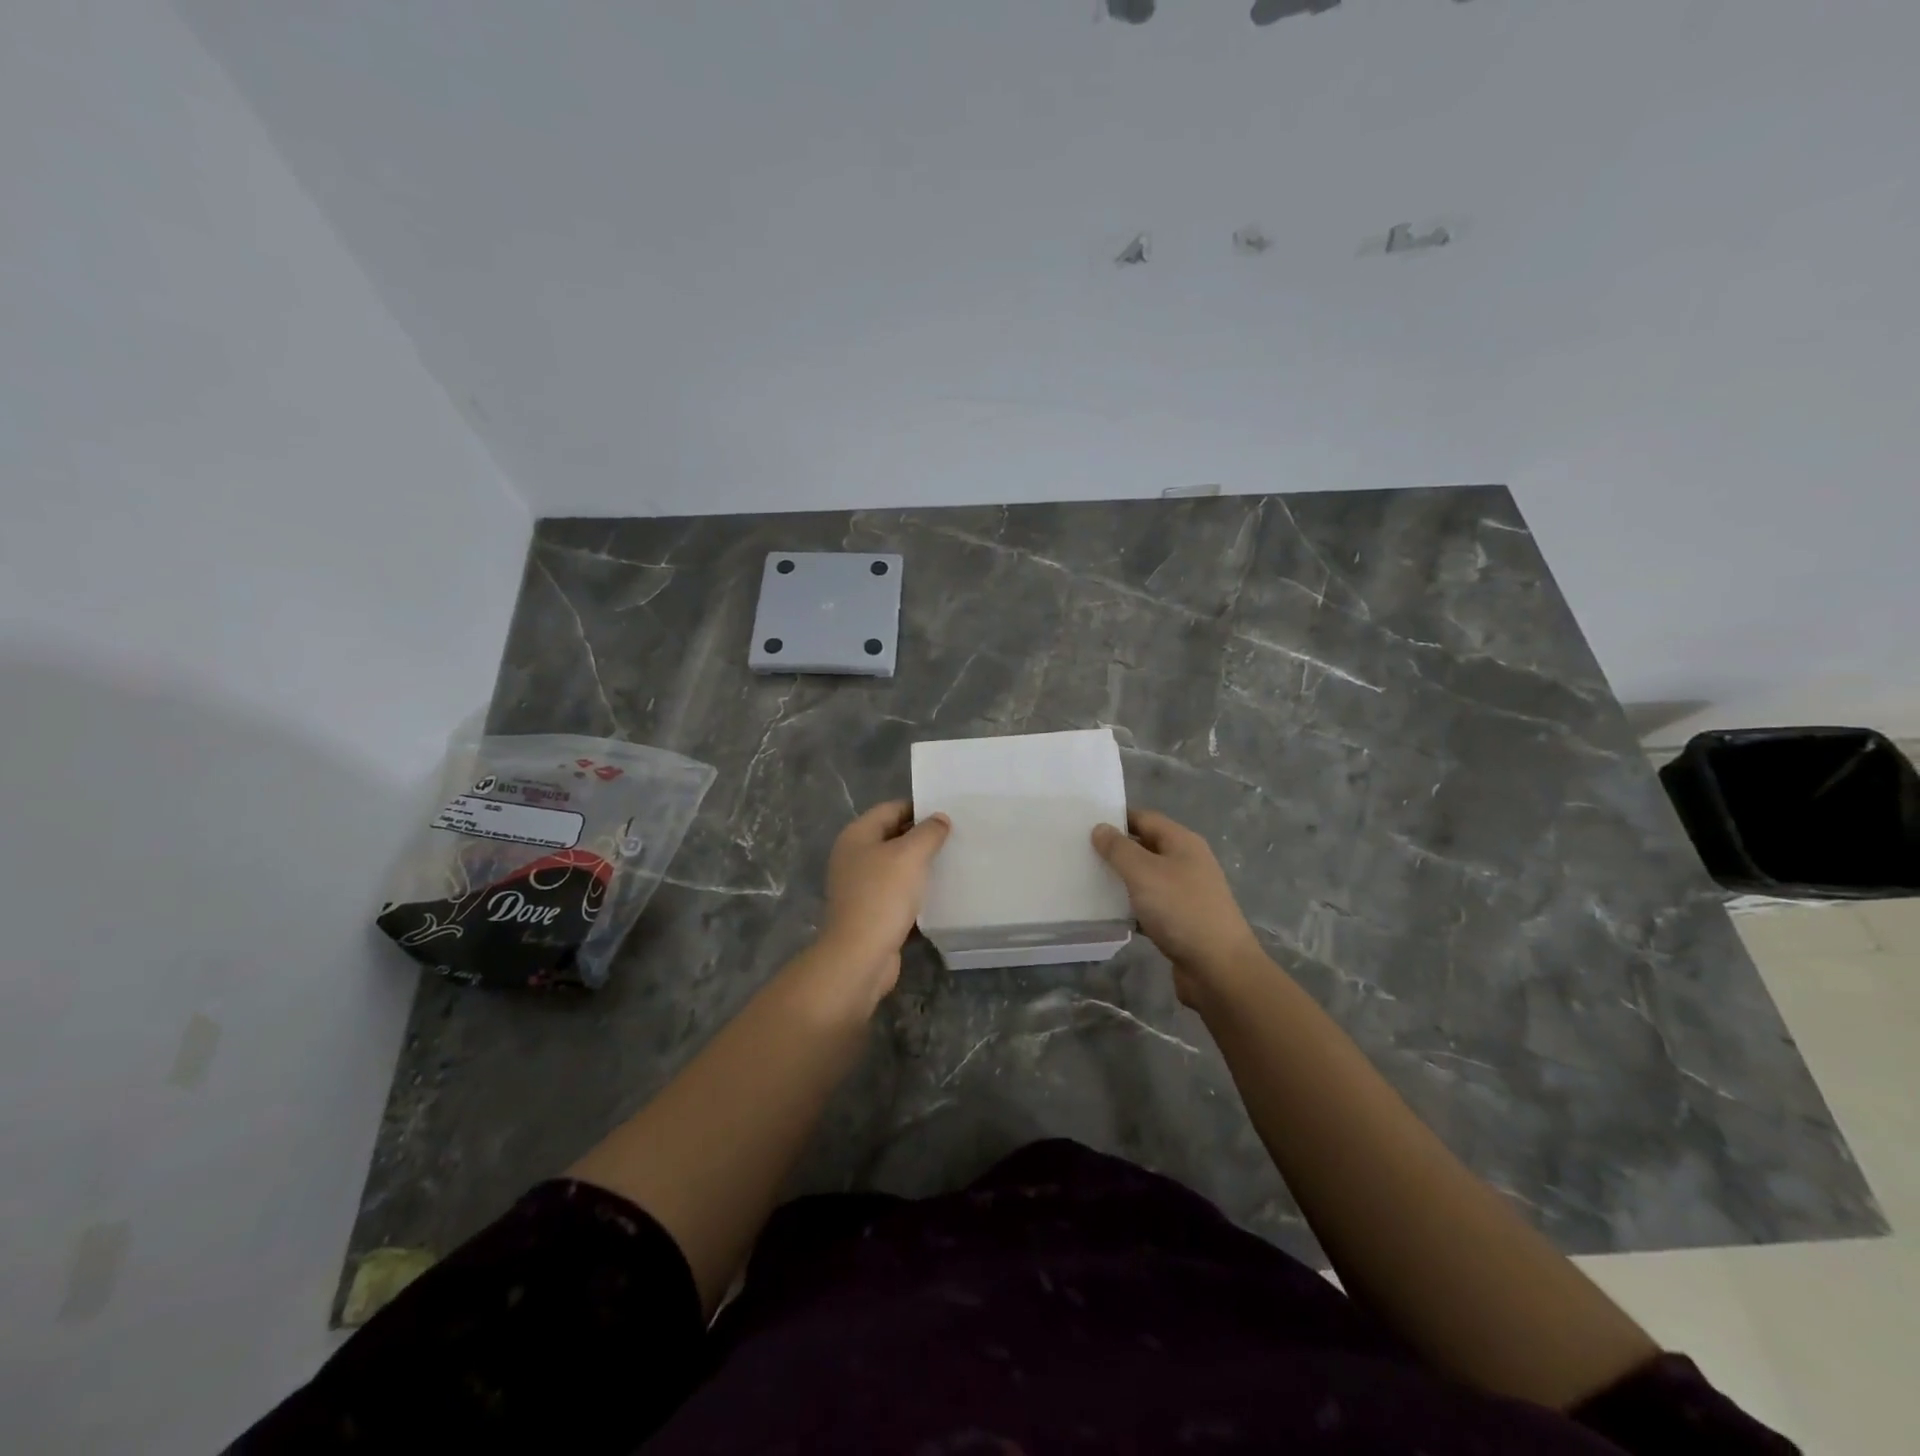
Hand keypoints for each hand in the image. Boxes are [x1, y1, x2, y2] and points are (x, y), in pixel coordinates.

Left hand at [816, 799, 950, 999]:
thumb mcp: (910, 855)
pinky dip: (916, 891)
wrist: (860, 956)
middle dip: (922, 836)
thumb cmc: (883, 896)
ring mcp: (860, 886)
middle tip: (956, 837)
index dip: (919, 808)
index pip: (891, 809)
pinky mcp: (870, 912)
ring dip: (920, 865)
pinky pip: (897, 892)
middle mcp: (854, 857)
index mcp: (857, 836)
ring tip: (952, 862)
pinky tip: (940, 893)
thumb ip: (928, 832)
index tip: (949, 813)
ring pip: (896, 866)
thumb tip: (939, 819)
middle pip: (892, 836)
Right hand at [1092, 809, 1263, 1005]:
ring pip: (1145, 878)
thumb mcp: (1144, 873)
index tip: (1084, 824)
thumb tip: (1100, 827)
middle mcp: (1186, 863)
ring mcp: (1185, 893)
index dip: (1116, 818)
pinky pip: (1149, 906)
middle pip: (1145, 847)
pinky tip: (1107, 913)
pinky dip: (1130, 907)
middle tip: (1079, 852)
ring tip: (1086, 880)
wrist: (1219, 968)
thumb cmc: (1181, 910)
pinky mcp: (1180, 921)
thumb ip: (1119, 849)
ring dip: (1120, 880)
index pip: (1144, 818)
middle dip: (1115, 850)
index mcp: (1182, 843)